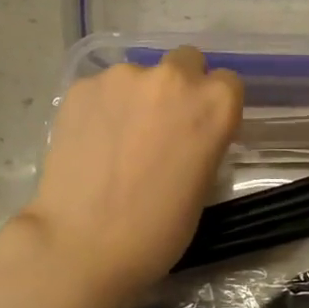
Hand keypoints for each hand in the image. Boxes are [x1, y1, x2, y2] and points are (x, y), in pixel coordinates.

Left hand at [17, 47, 242, 301]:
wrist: (82, 245)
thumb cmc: (156, 230)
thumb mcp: (202, 184)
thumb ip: (202, 140)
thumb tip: (187, 131)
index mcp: (213, 104)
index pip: (227, 82)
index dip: (213, 104)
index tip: (200, 128)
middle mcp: (172, 78)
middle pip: (185, 62)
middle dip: (179, 86)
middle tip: (160, 125)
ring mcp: (123, 77)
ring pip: (138, 75)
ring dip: (135, 96)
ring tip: (117, 139)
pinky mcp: (82, 86)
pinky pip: (102, 89)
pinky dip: (101, 107)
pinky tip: (90, 141)